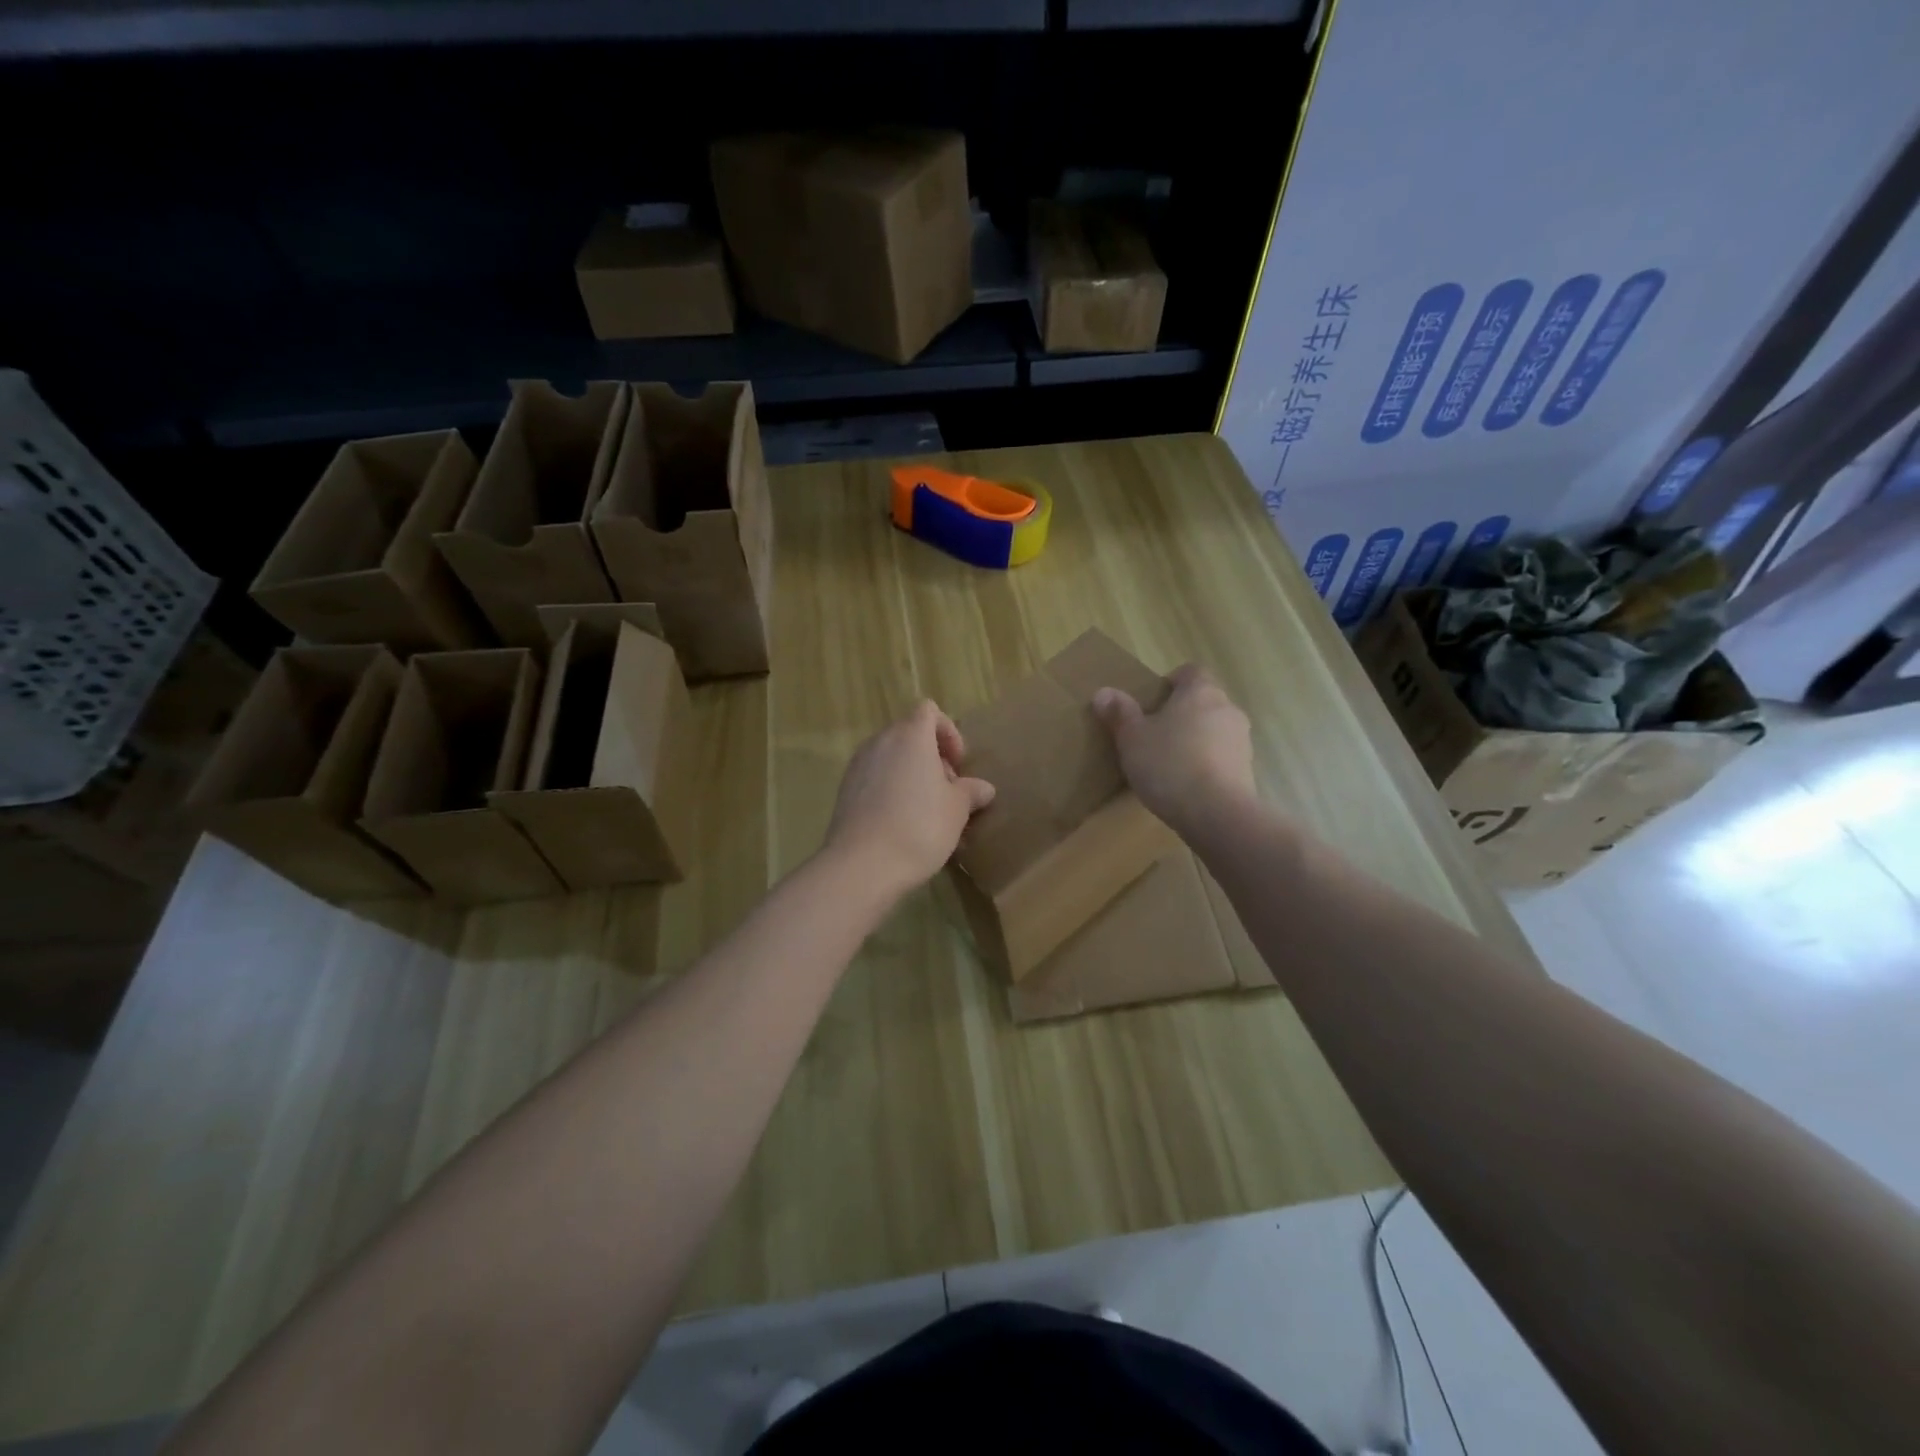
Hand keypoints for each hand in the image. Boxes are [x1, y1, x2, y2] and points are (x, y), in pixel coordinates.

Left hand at [825, 700, 995, 897]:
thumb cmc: (920, 827)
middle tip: (947, 791)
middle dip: (932, 757)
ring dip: (911, 775)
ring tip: (926, 811)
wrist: (862, 865)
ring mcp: (858, 766)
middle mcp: (880, 742)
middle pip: (909, 734)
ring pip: (891, 758)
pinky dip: (890, 790)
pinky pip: (875, 779)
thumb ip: (971, 792)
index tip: (958, 765)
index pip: (929, 711)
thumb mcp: (957, 810)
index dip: (948, 732)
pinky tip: (902, 824)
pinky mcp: (845, 791)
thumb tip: (983, 788)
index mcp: (910, 736)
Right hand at [1092, 664, 1254, 833]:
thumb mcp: (1132, 738)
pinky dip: (1207, 764)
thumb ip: (1119, 713)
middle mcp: (1227, 708)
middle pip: (1203, 701)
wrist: (1216, 813)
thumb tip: (1104, 692)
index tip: (1152, 703)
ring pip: (1214, 730)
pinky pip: (1222, 757)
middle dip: (1181, 714)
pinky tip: (1187, 785)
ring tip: (1170, 764)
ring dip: (1196, 740)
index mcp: (1201, 691)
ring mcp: (1242, 740)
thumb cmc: (1169, 764)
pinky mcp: (1247, 770)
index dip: (1171, 682)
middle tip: (1154, 734)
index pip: (1190, 671)